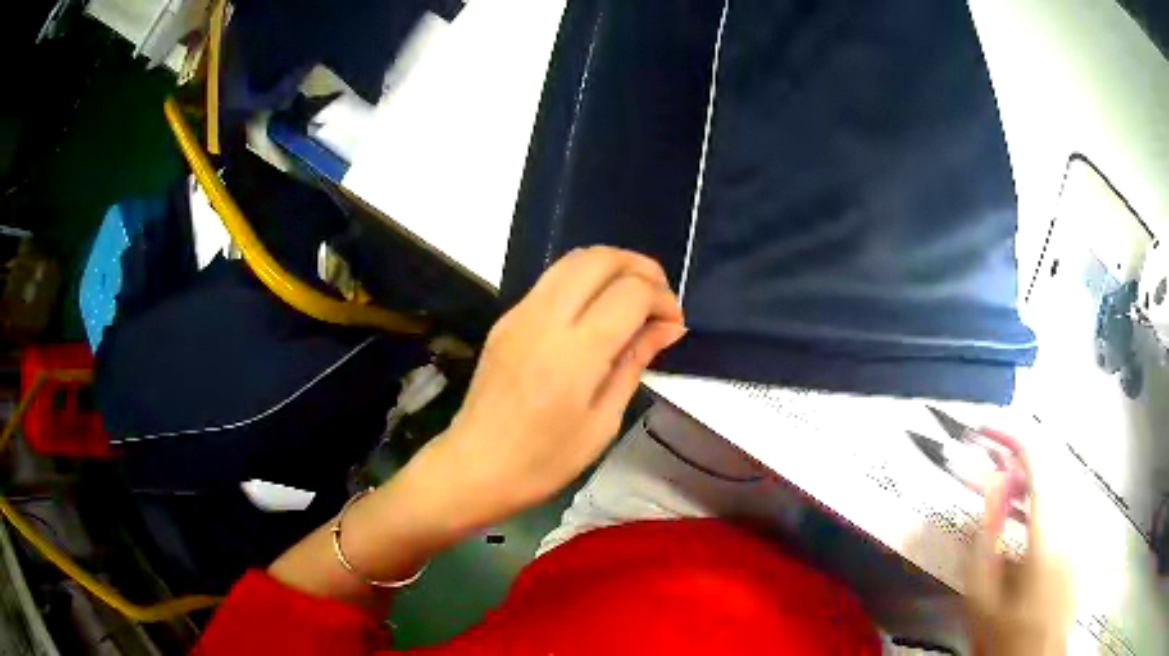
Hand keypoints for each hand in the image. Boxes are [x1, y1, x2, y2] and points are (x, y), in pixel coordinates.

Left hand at [417, 246, 685, 529]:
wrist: (476, 466)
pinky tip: (597, 311)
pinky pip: (552, 280)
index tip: (674, 324)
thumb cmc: (545, 460)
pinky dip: (585, 280)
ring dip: (612, 266)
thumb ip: (634, 362)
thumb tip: (669, 327)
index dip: (662, 299)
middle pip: (600, 258)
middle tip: (659, 299)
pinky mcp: (506, 318)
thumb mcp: (603, 421)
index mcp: (574, 353)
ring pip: (573, 259)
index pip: (630, 292)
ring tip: (633, 298)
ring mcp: (520, 313)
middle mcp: (545, 318)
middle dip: (641, 267)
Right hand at [964, 433, 1072, 655]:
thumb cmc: (1006, 636)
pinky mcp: (1080, 537)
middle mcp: (1072, 518)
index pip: (1038, 462)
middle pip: (1050, 466)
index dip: (1012, 438)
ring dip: (1027, 478)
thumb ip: (986, 538)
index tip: (985, 432)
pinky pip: (1062, 501)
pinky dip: (1039, 497)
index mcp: (1050, 532)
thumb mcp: (983, 599)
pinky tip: (1021, 513)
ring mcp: (1080, 526)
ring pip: (1057, 482)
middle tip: (986, 461)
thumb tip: (990, 482)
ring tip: (998, 487)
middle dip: (1016, 457)